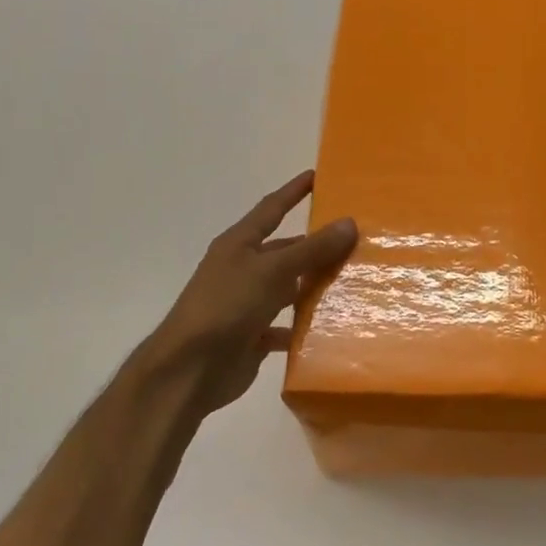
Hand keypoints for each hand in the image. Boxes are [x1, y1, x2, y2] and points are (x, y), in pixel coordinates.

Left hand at [137, 170, 356, 420]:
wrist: (189, 369)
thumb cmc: (226, 307)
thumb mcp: (272, 271)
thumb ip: (312, 249)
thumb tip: (349, 222)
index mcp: (239, 245)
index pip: (271, 209)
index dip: (293, 192)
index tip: (318, 175)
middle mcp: (242, 269)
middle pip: (285, 250)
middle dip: (316, 245)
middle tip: (356, 239)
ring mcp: (247, 304)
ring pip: (289, 288)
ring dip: (315, 286)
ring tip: (354, 280)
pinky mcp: (252, 336)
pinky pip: (286, 326)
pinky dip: (305, 326)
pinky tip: (332, 326)